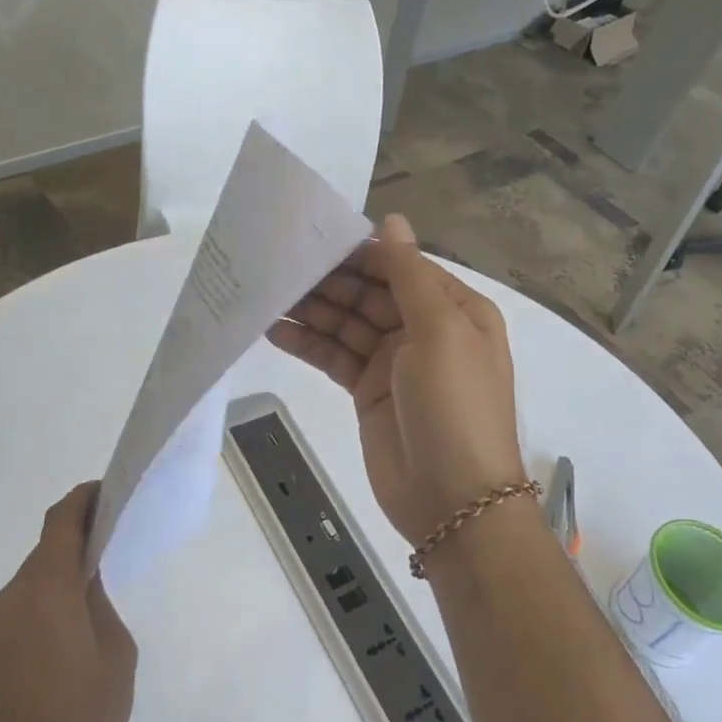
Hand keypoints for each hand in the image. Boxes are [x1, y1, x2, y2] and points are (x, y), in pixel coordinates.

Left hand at [0, 483, 136, 721]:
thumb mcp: (115, 655)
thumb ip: (101, 602)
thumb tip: (88, 579)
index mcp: (45, 590)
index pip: (61, 520)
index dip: (85, 498)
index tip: (112, 494)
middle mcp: (12, 597)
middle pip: (48, 545)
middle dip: (81, 533)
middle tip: (117, 538)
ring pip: (37, 575)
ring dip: (65, 566)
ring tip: (102, 581)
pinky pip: (26, 603)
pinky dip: (52, 594)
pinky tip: (76, 621)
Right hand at [267, 214, 526, 545]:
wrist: (453, 502)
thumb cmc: (455, 405)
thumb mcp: (441, 331)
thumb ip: (410, 275)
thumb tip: (392, 220)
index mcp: (454, 309)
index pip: (401, 267)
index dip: (360, 253)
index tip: (313, 238)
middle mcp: (424, 329)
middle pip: (370, 293)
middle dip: (329, 280)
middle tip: (278, 264)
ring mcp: (394, 362)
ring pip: (347, 323)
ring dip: (312, 309)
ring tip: (266, 292)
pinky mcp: (367, 391)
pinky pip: (334, 356)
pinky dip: (308, 343)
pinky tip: (273, 330)